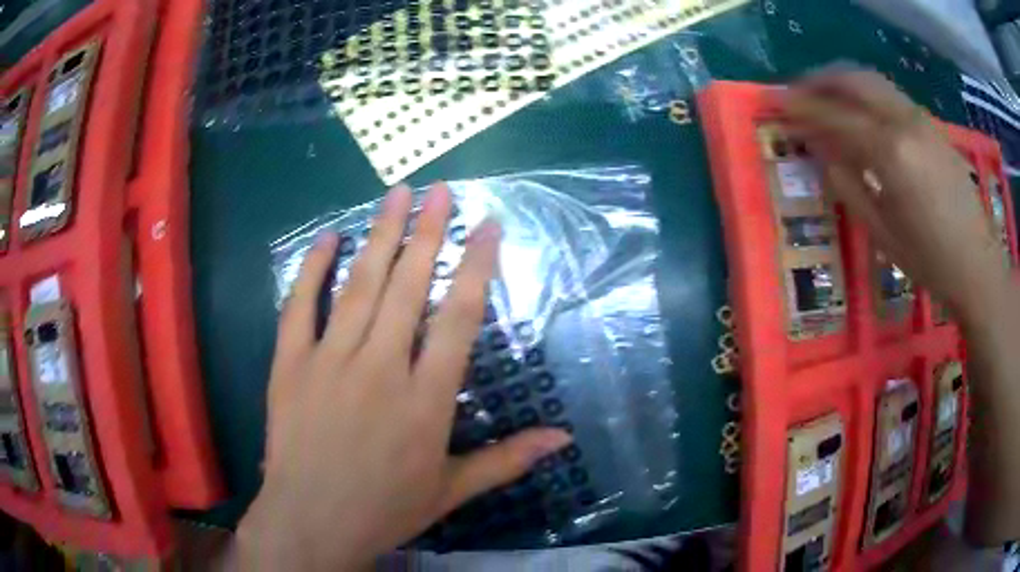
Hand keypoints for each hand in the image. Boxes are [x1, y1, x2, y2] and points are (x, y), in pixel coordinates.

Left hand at [236, 183, 571, 569]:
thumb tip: (564, 437)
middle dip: (427, 231)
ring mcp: (330, 360)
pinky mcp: (290, 364)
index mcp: (427, 399)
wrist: (311, 522)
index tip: (487, 225)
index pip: (459, 316)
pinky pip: (300, 306)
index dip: (475, 265)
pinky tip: (328, 237)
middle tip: (439, 190)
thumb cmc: (386, 509)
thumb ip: (508, 459)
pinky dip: (312, 268)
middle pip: (408, 285)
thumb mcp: (453, 489)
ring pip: (359, 284)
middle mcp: (381, 367)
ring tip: (396, 194)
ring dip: (380, 234)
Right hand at [783, 70, 1008, 321]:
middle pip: (853, 80)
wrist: (978, 264)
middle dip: (820, 80)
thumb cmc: (930, 260)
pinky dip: (868, 93)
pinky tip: (862, 111)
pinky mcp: (932, 126)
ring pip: (873, 81)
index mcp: (889, 153)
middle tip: (798, 92)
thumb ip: (849, 186)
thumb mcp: (883, 233)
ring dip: (843, 81)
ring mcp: (921, 119)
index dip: (803, 109)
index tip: (778, 106)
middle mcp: (904, 123)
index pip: (835, 116)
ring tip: (825, 95)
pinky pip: (891, 95)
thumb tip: (822, 155)